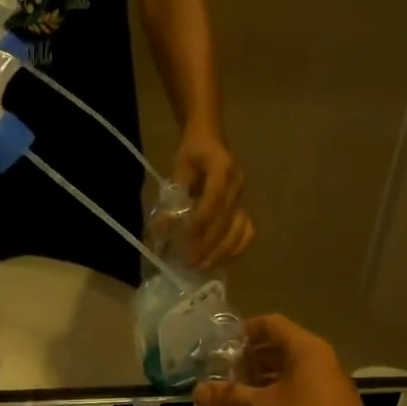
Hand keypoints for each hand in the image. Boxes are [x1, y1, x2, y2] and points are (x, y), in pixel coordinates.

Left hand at [173, 128, 253, 268]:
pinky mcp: (244, 208)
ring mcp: (244, 198)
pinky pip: (246, 233)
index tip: (184, 242)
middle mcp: (238, 185)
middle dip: (207, 245)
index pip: (215, 200)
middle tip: (188, 263)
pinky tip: (218, 260)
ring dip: (220, 252)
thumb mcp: (178, 169)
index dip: (200, 223)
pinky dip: (234, 249)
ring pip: (239, 231)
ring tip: (201, 266)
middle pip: (227, 221)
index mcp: (222, 168)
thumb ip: (171, 199)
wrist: (211, 139)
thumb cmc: (192, 153)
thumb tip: (160, 230)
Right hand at [195, 315, 391, 405]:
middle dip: (248, 358)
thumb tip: (197, 390)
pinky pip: (295, 391)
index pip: (270, 324)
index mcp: (305, 349)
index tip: (219, 345)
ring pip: (286, 371)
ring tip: (232, 393)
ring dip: (260, 379)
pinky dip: (274, 395)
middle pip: (278, 347)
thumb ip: (230, 397)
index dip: (243, 330)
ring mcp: (325, 384)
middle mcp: (318, 360)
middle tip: (220, 372)